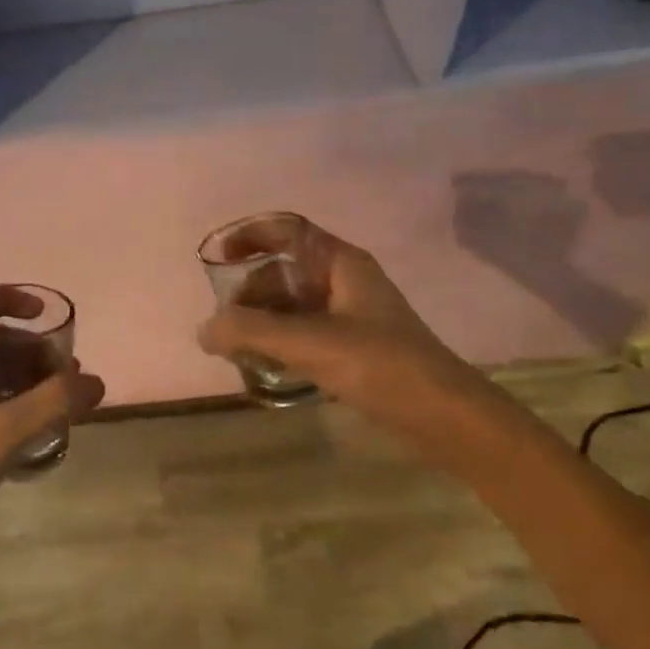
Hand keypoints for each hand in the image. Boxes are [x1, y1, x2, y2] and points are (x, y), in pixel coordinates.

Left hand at [0, 287, 104, 572]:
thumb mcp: (2, 432)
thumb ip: (52, 403)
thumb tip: (95, 382)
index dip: (5, 297)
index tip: (41, 314)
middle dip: (32, 348)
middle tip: (68, 371)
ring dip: (31, 375)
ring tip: (67, 397)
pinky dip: (20, 400)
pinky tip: (47, 421)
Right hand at [197, 229, 486, 434]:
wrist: (445, 417)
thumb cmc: (381, 365)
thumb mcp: (310, 343)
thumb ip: (251, 331)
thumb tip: (204, 330)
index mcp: (341, 263)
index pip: (286, 231)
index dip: (248, 236)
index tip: (216, 258)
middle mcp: (344, 281)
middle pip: (282, 270)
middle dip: (248, 292)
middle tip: (225, 324)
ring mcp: (349, 315)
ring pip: (291, 304)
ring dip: (260, 320)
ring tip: (236, 348)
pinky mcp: (352, 347)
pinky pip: (303, 331)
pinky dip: (278, 340)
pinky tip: (263, 363)